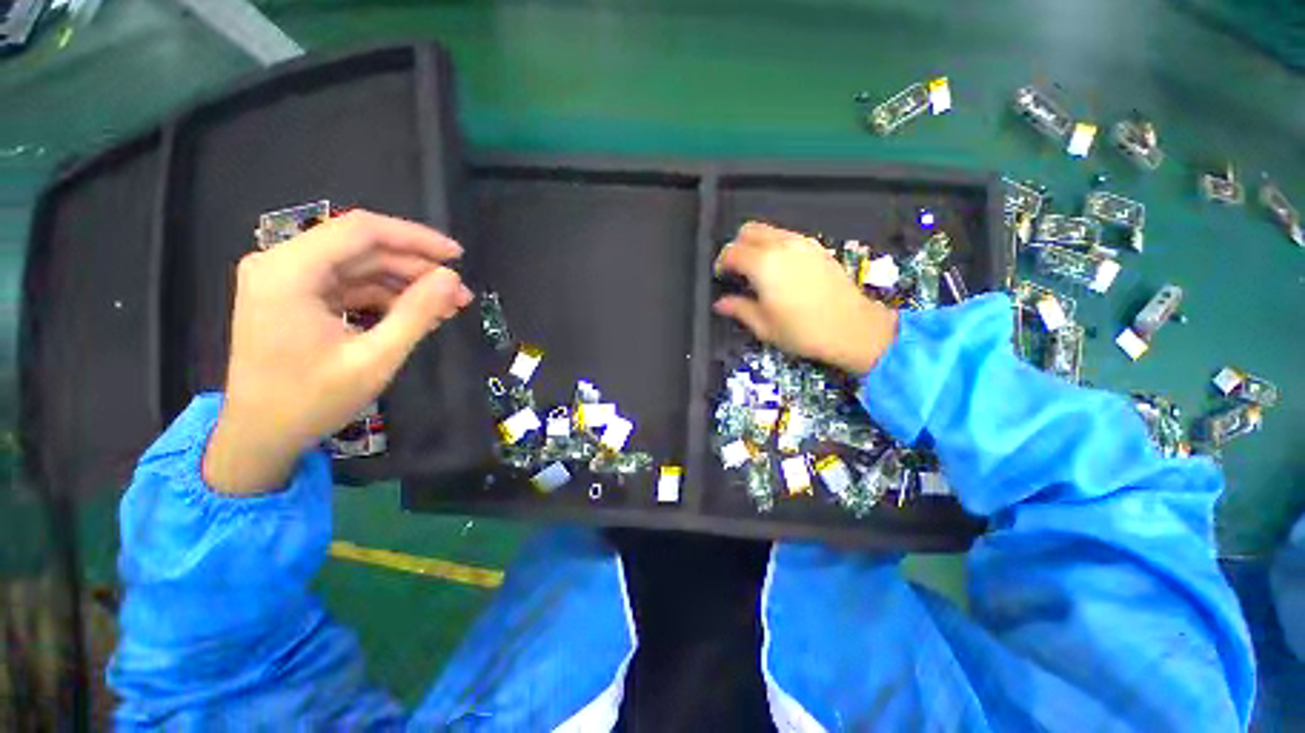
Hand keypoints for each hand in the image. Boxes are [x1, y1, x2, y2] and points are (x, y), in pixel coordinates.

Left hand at [203, 210, 472, 494]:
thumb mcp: (374, 359)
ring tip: (447, 307)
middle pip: (361, 247)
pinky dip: (385, 297)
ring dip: (406, 284)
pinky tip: (417, 315)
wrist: (259, 437)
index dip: (416, 238)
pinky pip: (349, 285)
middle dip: (416, 268)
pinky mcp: (294, 297)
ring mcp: (286, 280)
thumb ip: (416, 313)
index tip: (458, 256)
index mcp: (289, 272)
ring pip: (359, 266)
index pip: (362, 230)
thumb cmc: (311, 402)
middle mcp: (281, 264)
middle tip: (460, 293)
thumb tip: (452, 279)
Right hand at [714, 221, 897, 374]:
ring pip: (769, 230)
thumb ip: (738, 309)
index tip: (721, 278)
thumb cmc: (802, 330)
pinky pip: (788, 237)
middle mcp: (781, 245)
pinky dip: (776, 246)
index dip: (721, 263)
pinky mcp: (817, 247)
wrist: (852, 328)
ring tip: (758, 271)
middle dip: (737, 247)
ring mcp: (802, 243)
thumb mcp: (763, 325)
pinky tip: (781, 271)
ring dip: (757, 245)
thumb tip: (721, 303)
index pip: (731, 252)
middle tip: (737, 271)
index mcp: (763, 264)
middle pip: (748, 231)